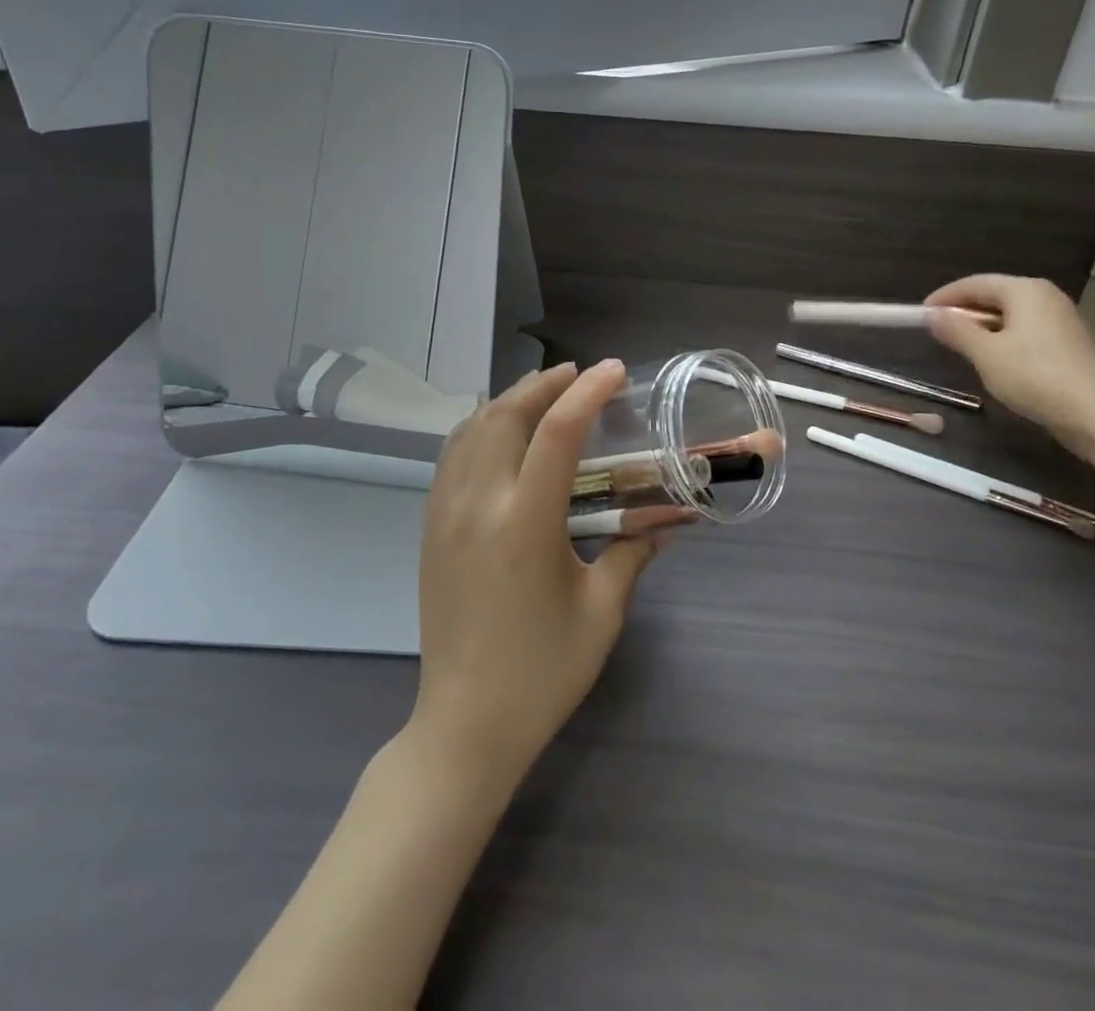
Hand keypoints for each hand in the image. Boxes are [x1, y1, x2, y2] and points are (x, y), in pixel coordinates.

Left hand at [411, 359, 660, 786]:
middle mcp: (478, 504)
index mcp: (525, 522)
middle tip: (578, 375)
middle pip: (505, 414)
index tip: (614, 371)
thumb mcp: (602, 611)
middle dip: (544, 384)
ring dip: (509, 400)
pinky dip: (479, 427)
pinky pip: (452, 455)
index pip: (558, 432)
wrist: (466, 723)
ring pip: (471, 428)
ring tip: (543, 393)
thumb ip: (633, 552)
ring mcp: (445, 513)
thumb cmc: (543, 672)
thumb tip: (665, 519)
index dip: (588, 391)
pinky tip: (501, 433)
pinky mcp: (430, 527)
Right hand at [925, 275, 1094, 459]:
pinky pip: (1025, 331)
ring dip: (982, 327)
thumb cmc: (1034, 376)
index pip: (976, 283)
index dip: (945, 297)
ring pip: (1010, 315)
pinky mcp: (1068, 343)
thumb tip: (932, 315)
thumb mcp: (986, 354)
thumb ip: (957, 331)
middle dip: (964, 311)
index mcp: (1025, 290)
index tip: (921, 313)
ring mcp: (1060, 320)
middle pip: (995, 295)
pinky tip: (992, 359)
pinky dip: (1003, 338)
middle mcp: (1045, 297)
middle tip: (938, 329)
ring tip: (960, 345)